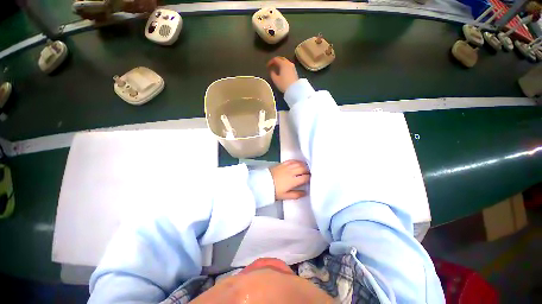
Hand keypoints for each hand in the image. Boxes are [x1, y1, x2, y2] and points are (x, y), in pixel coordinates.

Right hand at [267, 57, 298, 92]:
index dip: (270, 62)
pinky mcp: (295, 71)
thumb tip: (272, 71)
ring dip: (280, 64)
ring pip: (285, 62)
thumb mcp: (275, 80)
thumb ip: (272, 74)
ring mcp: (292, 67)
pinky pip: (288, 66)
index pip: (275, 59)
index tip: (267, 66)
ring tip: (277, 69)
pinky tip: (282, 71)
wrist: (294, 89)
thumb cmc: (284, 84)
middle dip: (276, 61)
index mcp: (283, 64)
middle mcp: (288, 63)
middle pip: (281, 59)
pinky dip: (284, 67)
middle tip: (272, 65)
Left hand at [269, 160, 309, 199]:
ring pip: (298, 163)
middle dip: (308, 170)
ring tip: (306, 168)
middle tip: (311, 173)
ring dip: (304, 165)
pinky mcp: (282, 164)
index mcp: (293, 181)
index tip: (312, 178)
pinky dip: (297, 161)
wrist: (263, 183)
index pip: (305, 177)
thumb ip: (296, 194)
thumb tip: (305, 193)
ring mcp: (287, 167)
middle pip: (303, 168)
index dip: (310, 178)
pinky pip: (292, 160)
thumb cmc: (274, 191)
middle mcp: (291, 172)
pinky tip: (299, 163)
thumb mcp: (285, 196)